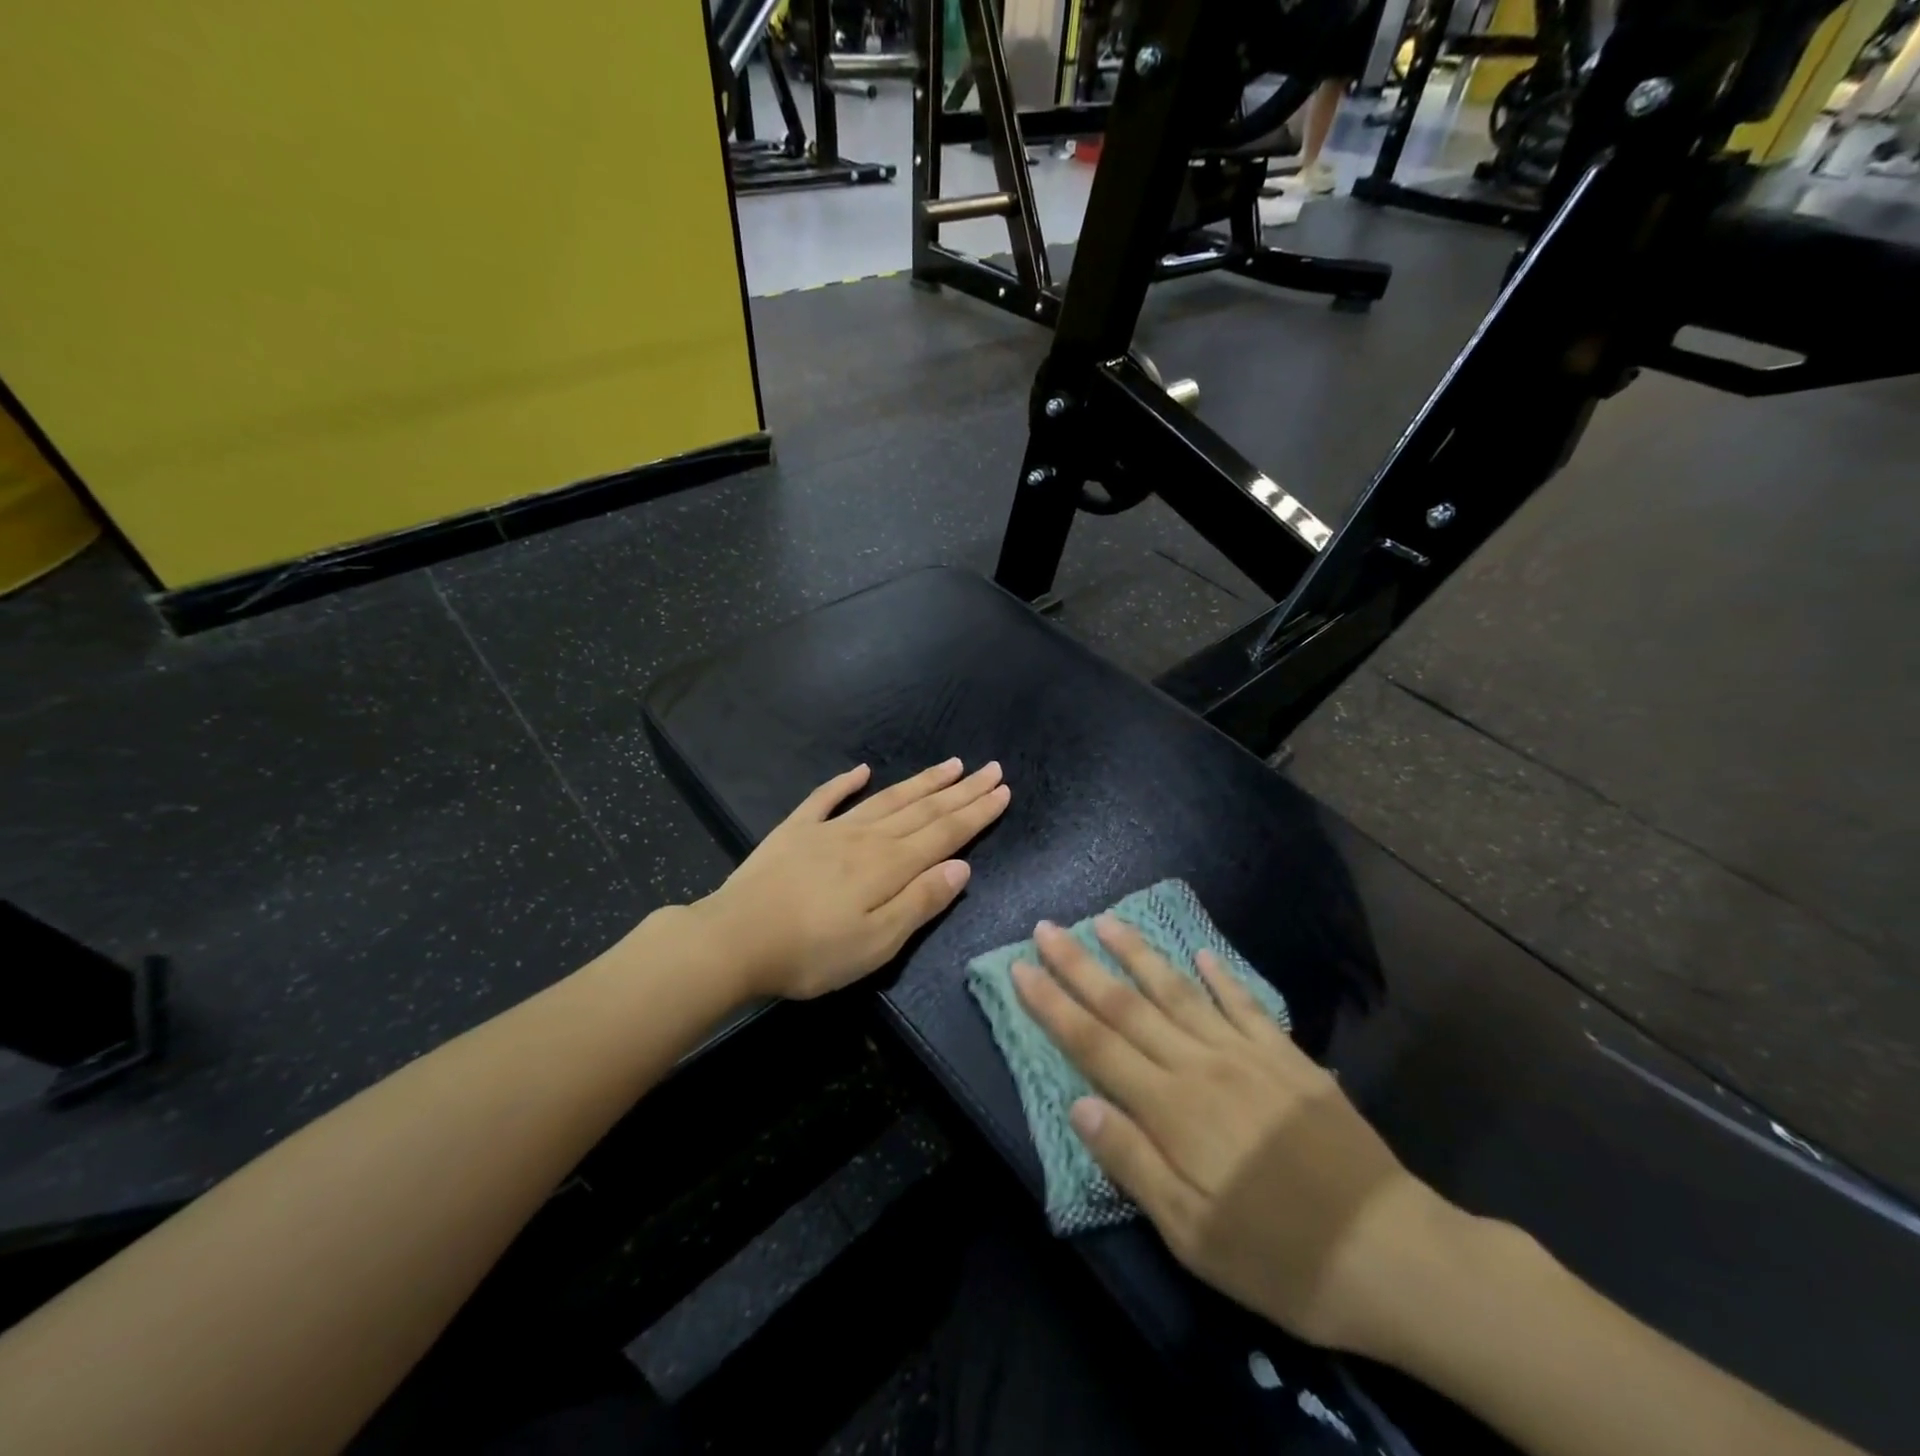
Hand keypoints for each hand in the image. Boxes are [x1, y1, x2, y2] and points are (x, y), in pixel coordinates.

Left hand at [698, 759, 1010, 999]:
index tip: (1003, 790)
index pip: (945, 833)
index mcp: (890, 866)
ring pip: (887, 799)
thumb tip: (962, 866)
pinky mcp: (795, 831)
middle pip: (923, 809)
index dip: (977, 812)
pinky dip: (845, 781)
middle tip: (991, 768)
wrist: (734, 940)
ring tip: (950, 764)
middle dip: (961, 790)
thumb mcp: (877, 943)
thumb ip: (921, 902)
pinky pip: (826, 798)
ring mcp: (829, 830)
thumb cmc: (811, 952)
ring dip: (921, 782)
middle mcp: (867, 838)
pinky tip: (862, 769)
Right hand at [1012, 916, 1472, 1361]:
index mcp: (1172, 1108)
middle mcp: (1201, 1065)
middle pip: (1128, 1005)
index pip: (1095, 1045)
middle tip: (1048, 928)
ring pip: (1179, 991)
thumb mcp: (1192, 1234)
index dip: (1053, 1005)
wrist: (1391, 1253)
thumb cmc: (1279, 1256)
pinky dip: (1220, 977)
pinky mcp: (1287, 1059)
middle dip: (1080, 966)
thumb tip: (1080, 1105)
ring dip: (1138, 954)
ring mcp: (1247, 1054)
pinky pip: (1244, 1005)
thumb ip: (1133, 1162)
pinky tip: (1201, 954)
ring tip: (1106, 921)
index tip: (1021, 968)